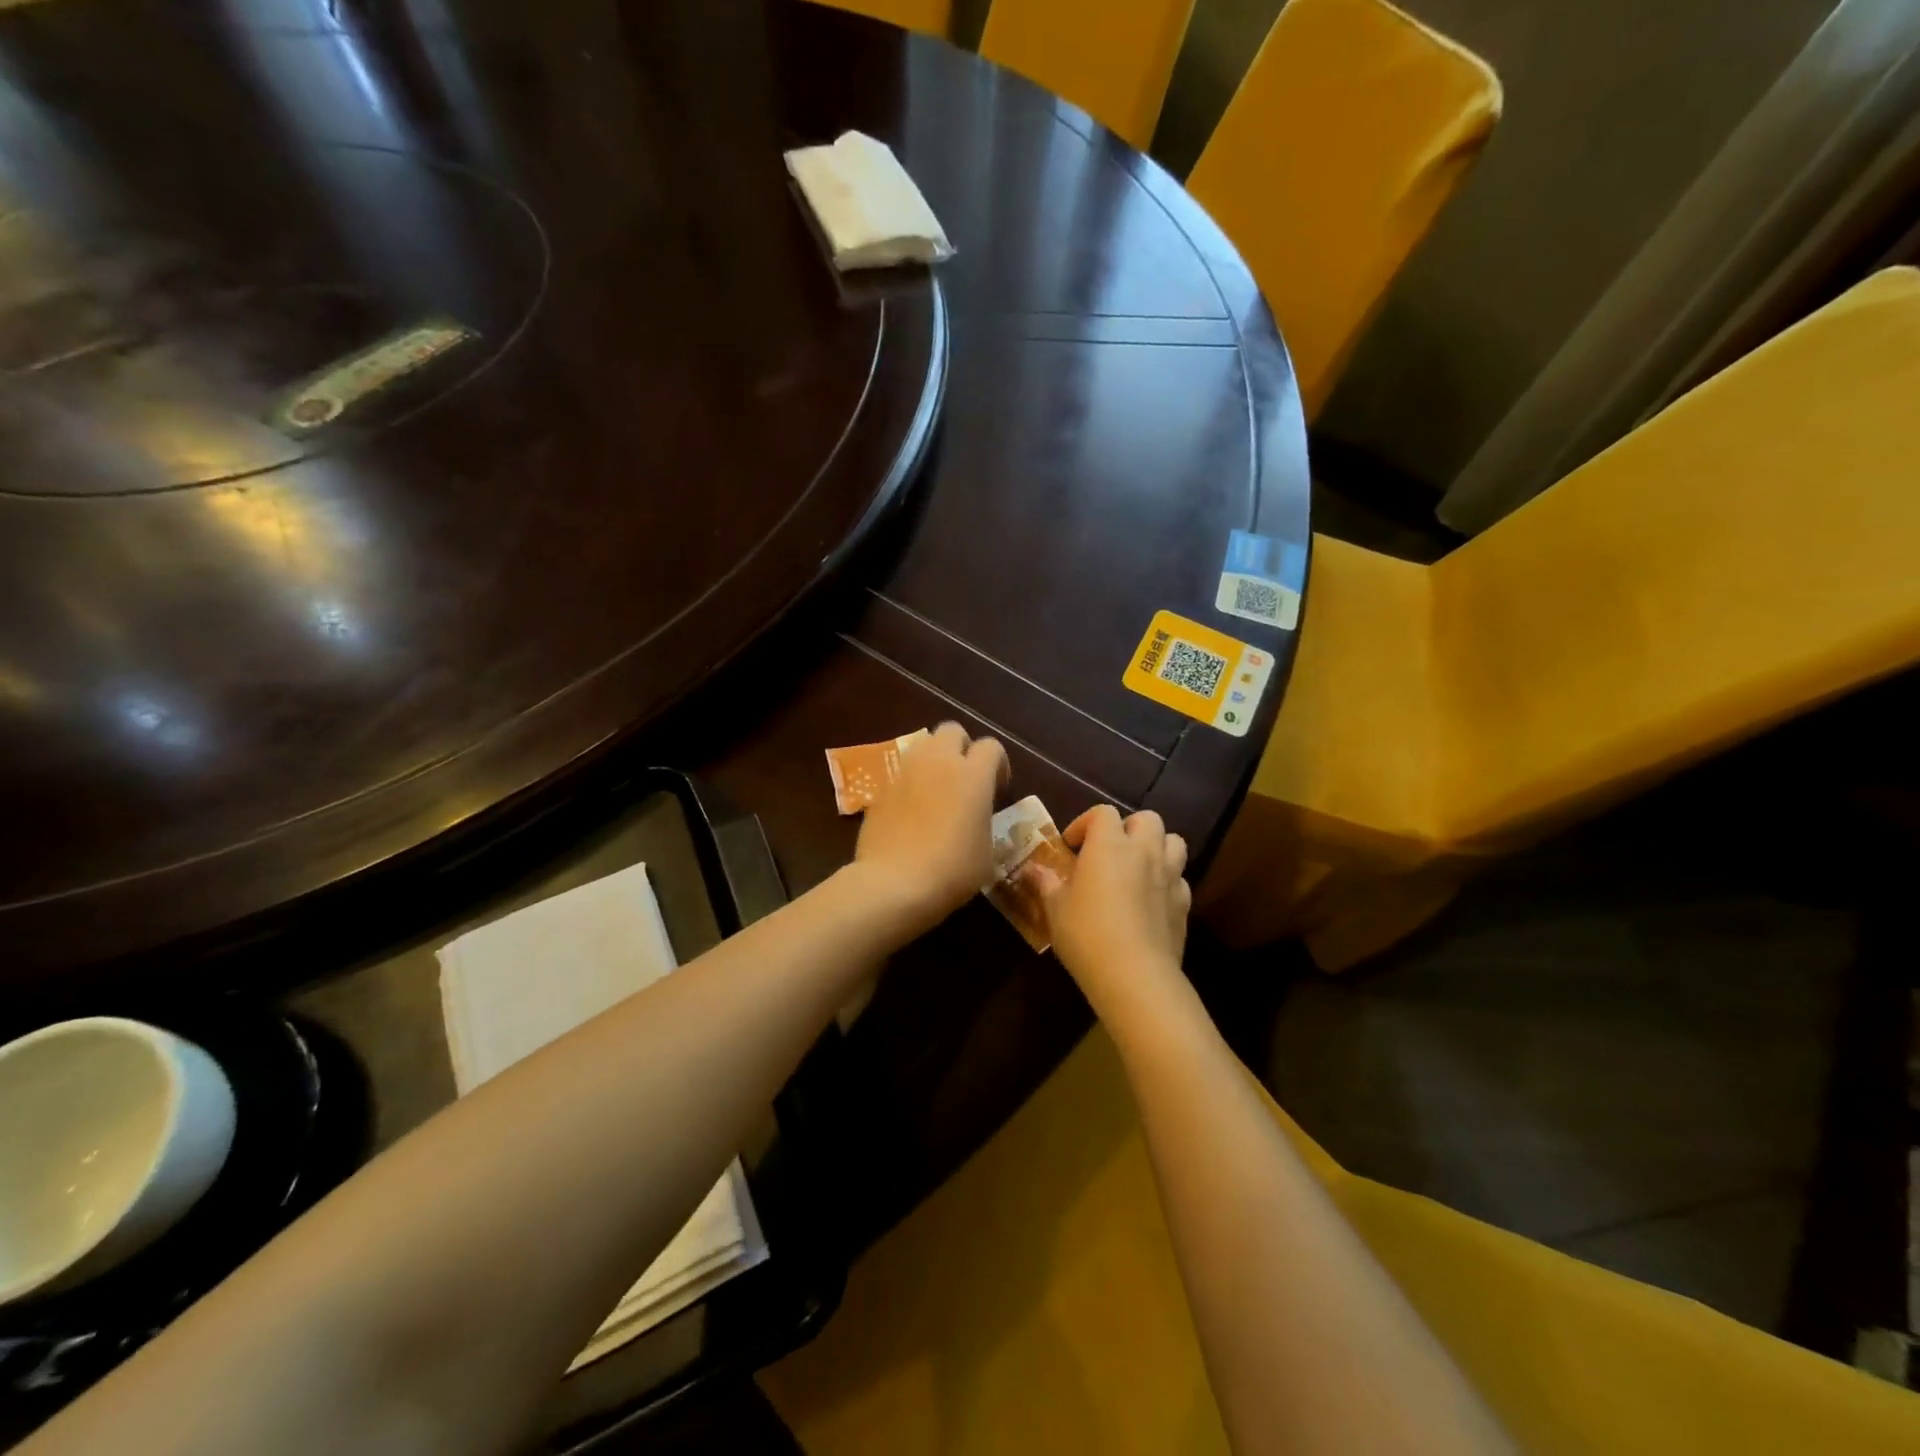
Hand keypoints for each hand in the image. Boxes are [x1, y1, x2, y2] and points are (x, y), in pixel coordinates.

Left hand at [852, 722, 1008, 933]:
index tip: (998, 788)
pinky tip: (913, 810)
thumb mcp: (987, 852)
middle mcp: (939, 762)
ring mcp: (905, 771)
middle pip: (952, 730)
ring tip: (938, 790)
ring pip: (923, 745)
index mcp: (973, 774)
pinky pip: (901, 771)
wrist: (894, 883)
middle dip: (962, 747)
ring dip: (934, 759)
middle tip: (966, 778)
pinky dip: (911, 781)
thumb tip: (977, 816)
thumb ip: (984, 821)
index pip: (991, 746)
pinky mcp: (881, 787)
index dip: (998, 764)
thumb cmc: (952, 870)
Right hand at [1032, 806, 1189, 1019]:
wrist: (1135, 975)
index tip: (1071, 846)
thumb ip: (1045, 882)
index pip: (1103, 813)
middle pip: (1147, 819)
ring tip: (1137, 867)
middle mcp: (1144, 852)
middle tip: (1109, 851)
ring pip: (1174, 842)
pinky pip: (1180, 879)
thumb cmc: (1087, 933)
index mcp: (1109, 845)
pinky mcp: (1184, 904)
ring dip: (1156, 847)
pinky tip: (1151, 900)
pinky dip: (1167, 881)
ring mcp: (1170, 876)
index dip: (1086, 823)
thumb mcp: (1055, 908)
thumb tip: (1031, 869)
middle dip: (1128, 828)